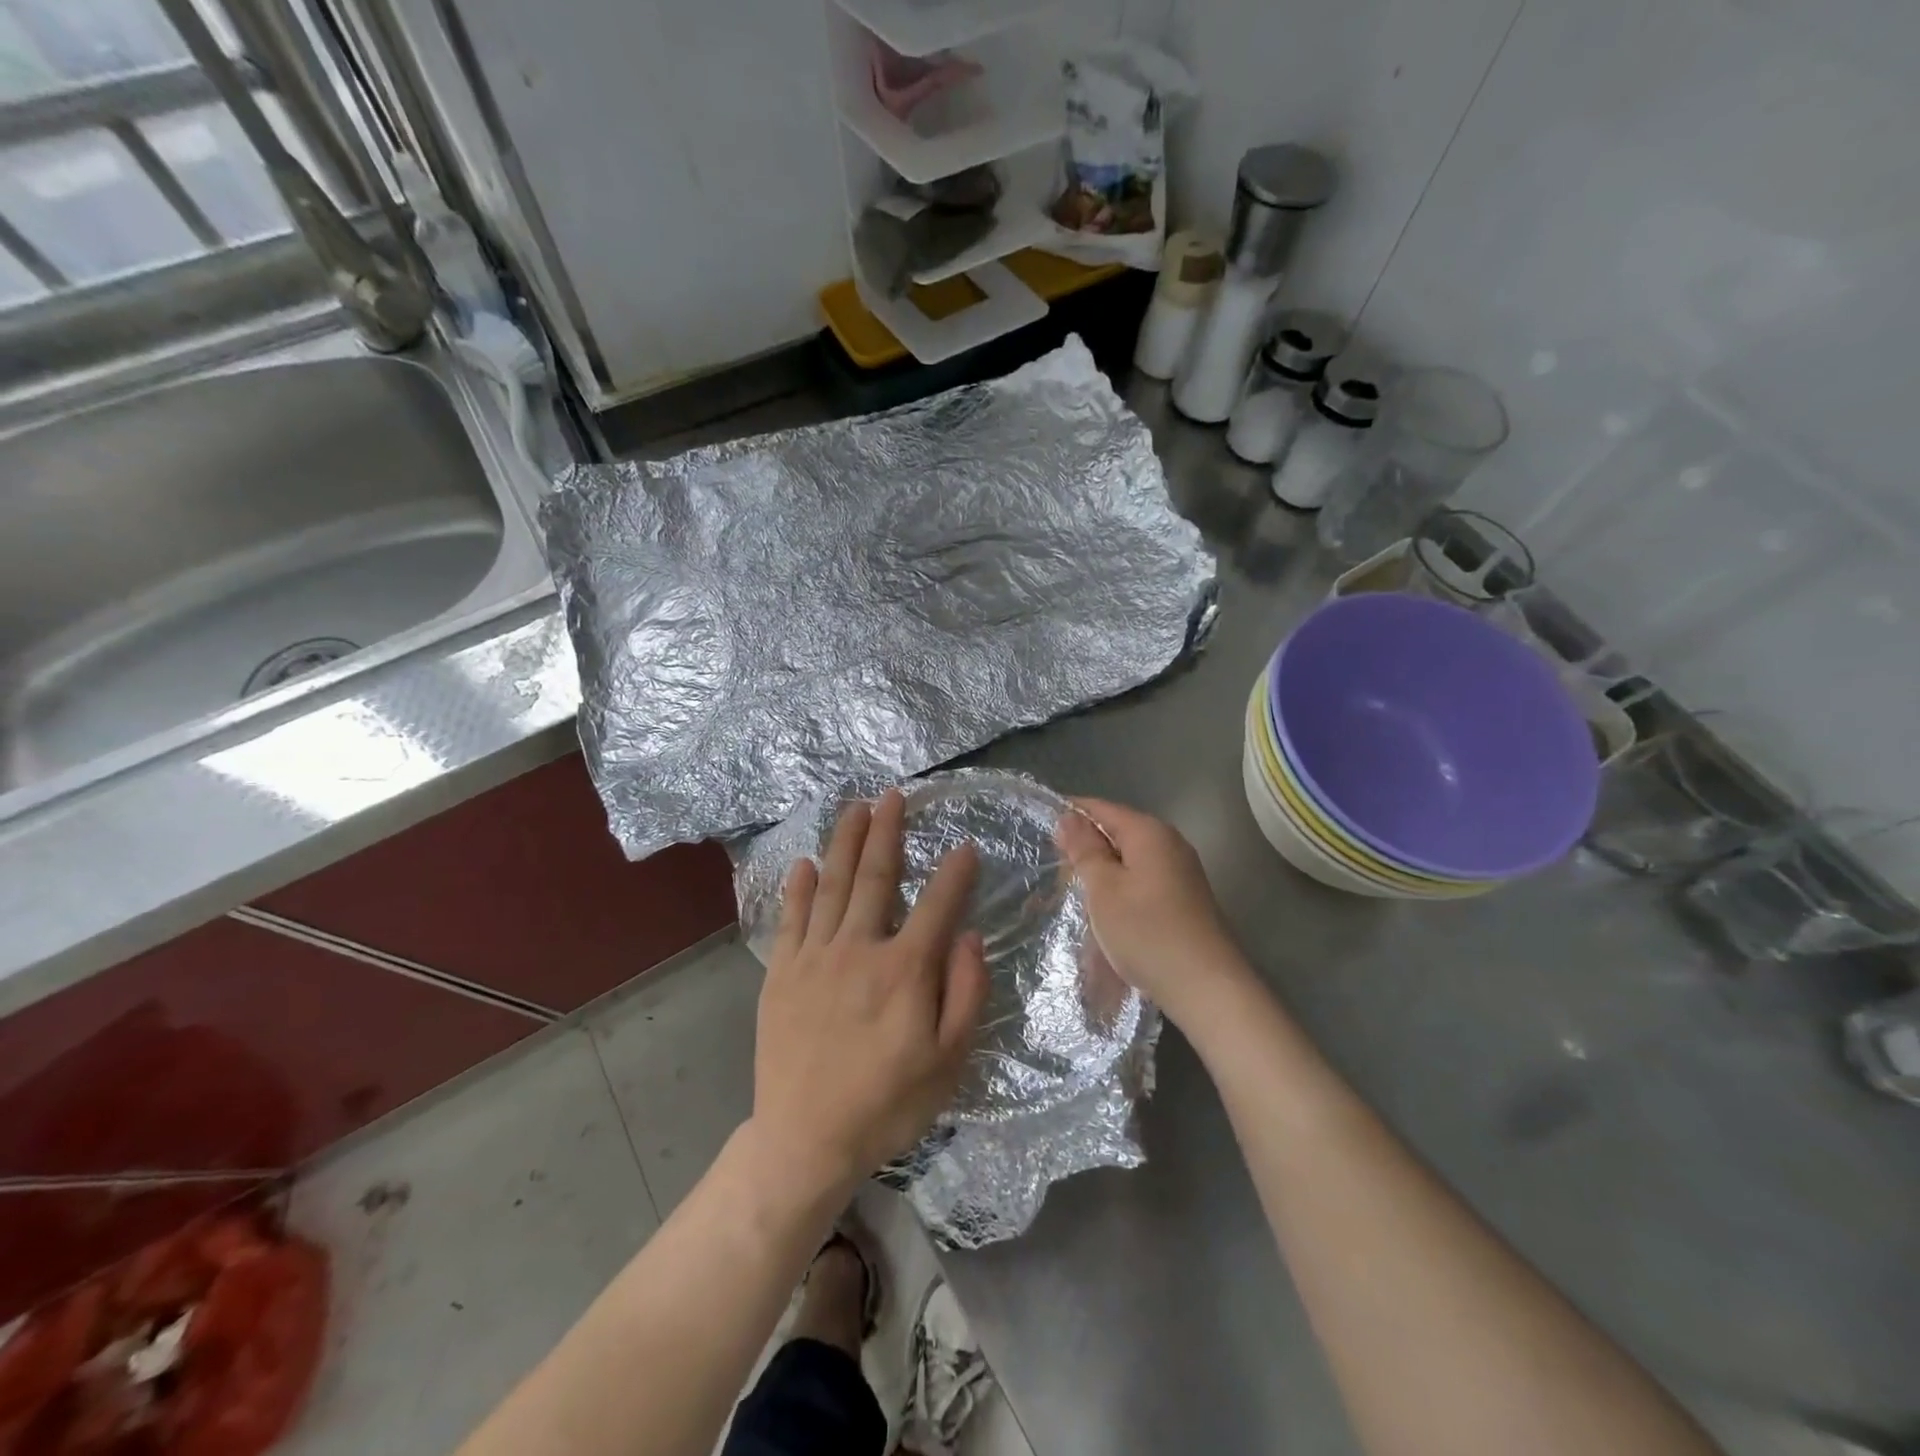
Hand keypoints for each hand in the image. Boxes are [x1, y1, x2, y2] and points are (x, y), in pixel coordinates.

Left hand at [751, 789, 989, 1194]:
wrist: (804, 1140)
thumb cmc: (886, 1104)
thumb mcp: (947, 1061)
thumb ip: (964, 994)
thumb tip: (968, 936)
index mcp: (903, 970)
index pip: (937, 905)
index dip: (955, 873)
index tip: (967, 845)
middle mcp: (858, 950)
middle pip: (875, 877)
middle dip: (887, 832)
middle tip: (893, 796)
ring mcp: (814, 957)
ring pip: (832, 886)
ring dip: (845, 843)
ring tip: (855, 808)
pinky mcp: (781, 973)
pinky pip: (791, 918)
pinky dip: (798, 887)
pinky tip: (804, 862)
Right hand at [1057, 797, 1251, 1027]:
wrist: (1205, 986)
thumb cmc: (1146, 932)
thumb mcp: (1104, 889)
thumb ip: (1085, 849)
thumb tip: (1069, 816)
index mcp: (1148, 832)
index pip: (1101, 808)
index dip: (1070, 817)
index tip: (1041, 836)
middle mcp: (1169, 843)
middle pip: (1116, 833)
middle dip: (1084, 850)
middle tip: (1055, 878)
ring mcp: (1181, 871)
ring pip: (1129, 860)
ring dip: (1101, 875)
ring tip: (1076, 899)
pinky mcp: (1185, 898)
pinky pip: (1142, 881)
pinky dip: (1120, 891)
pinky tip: (1106, 915)